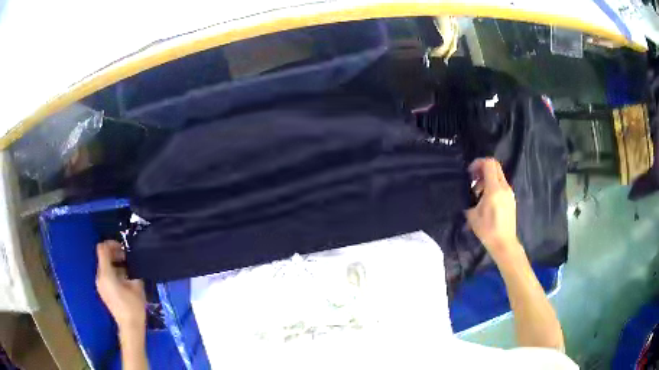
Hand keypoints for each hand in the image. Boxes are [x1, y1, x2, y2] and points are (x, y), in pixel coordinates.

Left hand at [96, 240, 145, 332]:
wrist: (130, 327)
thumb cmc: (134, 307)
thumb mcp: (137, 285)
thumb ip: (131, 269)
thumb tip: (130, 261)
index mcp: (106, 274)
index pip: (102, 249)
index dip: (111, 244)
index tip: (123, 248)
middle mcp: (99, 277)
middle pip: (102, 257)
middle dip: (114, 254)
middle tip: (127, 258)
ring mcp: (100, 285)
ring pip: (104, 266)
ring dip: (114, 263)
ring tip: (128, 269)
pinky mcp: (103, 291)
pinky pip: (105, 275)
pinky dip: (113, 271)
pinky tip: (125, 280)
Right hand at [465, 158, 518, 256]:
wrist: (504, 243)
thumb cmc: (487, 231)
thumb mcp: (472, 216)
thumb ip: (470, 200)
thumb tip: (469, 195)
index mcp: (494, 189)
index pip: (489, 164)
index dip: (478, 163)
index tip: (470, 172)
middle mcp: (504, 187)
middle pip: (495, 167)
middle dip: (482, 169)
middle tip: (473, 179)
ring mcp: (509, 193)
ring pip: (498, 176)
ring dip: (487, 179)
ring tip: (478, 193)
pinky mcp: (511, 199)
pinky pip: (501, 185)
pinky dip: (492, 186)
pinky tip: (486, 200)